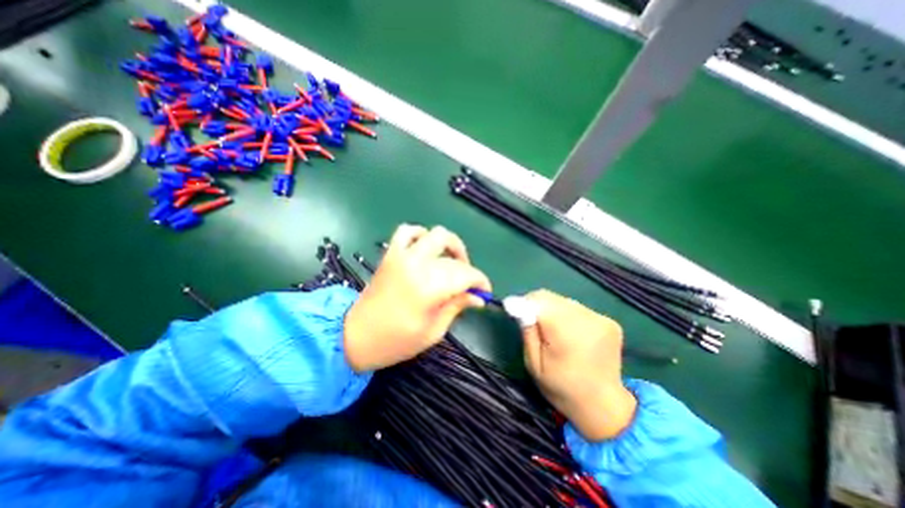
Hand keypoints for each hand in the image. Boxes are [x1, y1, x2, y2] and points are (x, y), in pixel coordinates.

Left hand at [343, 226, 491, 372]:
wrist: (353, 337)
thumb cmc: (395, 341)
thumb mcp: (433, 331)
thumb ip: (456, 307)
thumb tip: (478, 297)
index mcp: (429, 287)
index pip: (466, 274)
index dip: (481, 282)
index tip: (485, 292)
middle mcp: (417, 265)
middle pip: (454, 257)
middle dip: (468, 269)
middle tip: (468, 284)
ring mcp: (402, 256)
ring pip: (436, 234)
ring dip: (450, 245)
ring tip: (452, 262)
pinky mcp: (391, 254)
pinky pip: (407, 232)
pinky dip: (421, 235)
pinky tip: (426, 249)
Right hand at [520, 290, 637, 439]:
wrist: (603, 406)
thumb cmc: (561, 388)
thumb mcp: (534, 364)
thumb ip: (527, 332)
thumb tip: (518, 305)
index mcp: (566, 333)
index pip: (539, 300)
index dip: (524, 302)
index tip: (515, 312)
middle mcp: (587, 320)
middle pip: (552, 298)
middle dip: (537, 306)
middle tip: (532, 324)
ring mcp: (601, 320)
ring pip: (564, 301)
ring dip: (553, 310)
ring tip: (553, 331)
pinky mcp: (610, 322)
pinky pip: (578, 309)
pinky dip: (568, 316)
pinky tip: (571, 334)